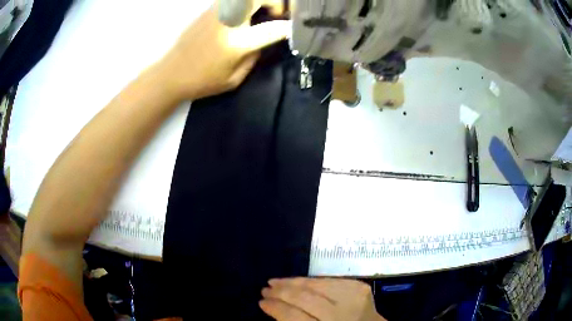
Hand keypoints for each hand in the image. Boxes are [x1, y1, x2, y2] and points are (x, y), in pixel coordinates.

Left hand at [155, 1, 289, 100]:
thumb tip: (264, 41)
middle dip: (276, 3)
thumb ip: (254, 57)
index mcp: (237, 42)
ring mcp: (218, 12)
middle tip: (276, 15)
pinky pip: (233, 0)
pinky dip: (245, 4)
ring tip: (261, 13)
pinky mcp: (209, 10)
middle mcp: (230, 21)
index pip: (273, 28)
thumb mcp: (234, 79)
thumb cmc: (202, 81)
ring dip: (260, 2)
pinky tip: (244, 15)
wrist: (171, 73)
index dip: (288, 28)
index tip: (293, 30)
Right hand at [260, 278, 386, 320]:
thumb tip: (275, 308)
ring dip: (293, 282)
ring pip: (315, 285)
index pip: (294, 317)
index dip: (275, 308)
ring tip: (277, 281)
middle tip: (266, 288)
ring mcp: (353, 298)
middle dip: (281, 292)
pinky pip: (329, 279)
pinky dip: (311, 280)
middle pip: (304, 299)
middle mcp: (340, 315)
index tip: (262, 302)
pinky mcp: (360, 287)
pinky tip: (298, 281)